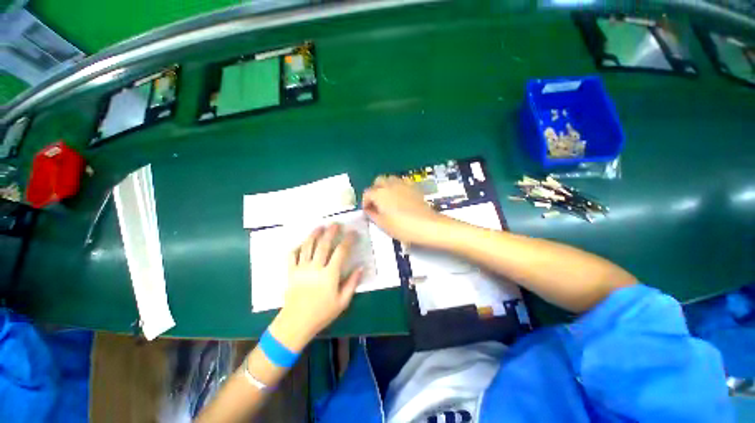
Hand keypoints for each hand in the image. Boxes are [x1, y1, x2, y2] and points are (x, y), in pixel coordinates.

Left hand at [270, 224, 362, 351]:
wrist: (296, 323)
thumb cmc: (322, 313)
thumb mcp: (342, 302)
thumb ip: (352, 283)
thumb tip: (361, 267)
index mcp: (329, 275)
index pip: (341, 252)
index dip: (348, 240)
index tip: (353, 233)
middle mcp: (315, 268)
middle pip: (323, 244)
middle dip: (330, 232)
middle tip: (336, 224)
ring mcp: (301, 268)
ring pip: (307, 246)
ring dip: (314, 234)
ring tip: (320, 226)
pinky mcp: (291, 272)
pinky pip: (292, 255)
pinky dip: (297, 247)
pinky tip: (302, 243)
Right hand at [362, 176, 448, 245]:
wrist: (427, 225)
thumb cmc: (402, 227)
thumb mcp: (383, 224)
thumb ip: (372, 215)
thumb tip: (369, 210)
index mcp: (379, 194)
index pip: (367, 193)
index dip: (365, 202)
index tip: (367, 211)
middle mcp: (390, 185)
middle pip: (378, 181)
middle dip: (375, 190)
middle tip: (376, 203)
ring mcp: (403, 184)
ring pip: (390, 179)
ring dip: (386, 186)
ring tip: (388, 199)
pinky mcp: (413, 187)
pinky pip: (402, 182)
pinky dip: (398, 186)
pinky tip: (400, 196)